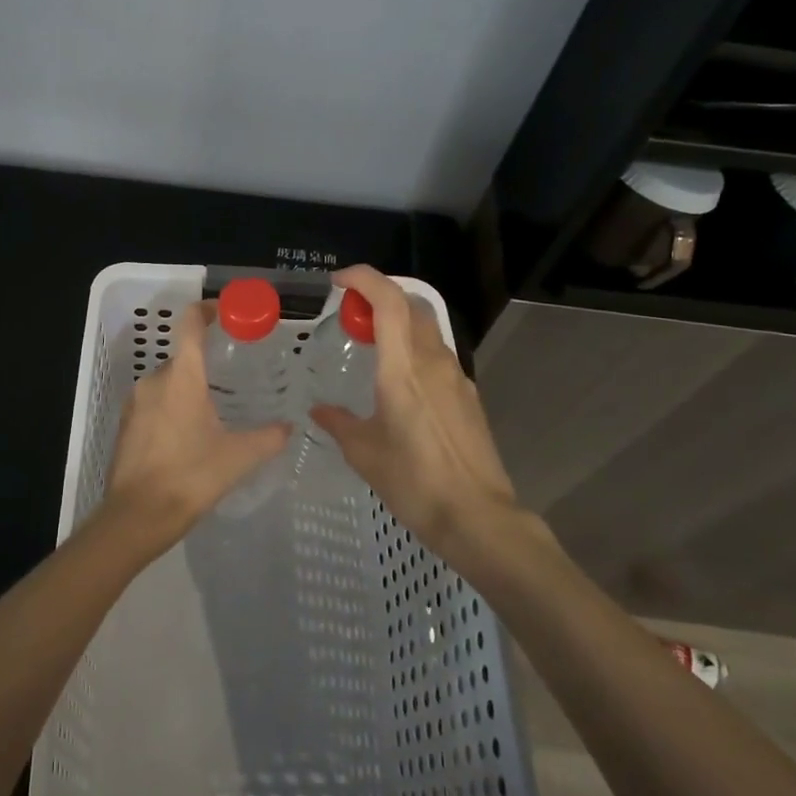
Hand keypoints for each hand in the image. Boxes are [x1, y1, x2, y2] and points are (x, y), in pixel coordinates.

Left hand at [99, 302, 289, 551]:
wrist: (136, 516)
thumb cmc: (191, 477)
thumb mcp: (238, 458)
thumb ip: (268, 437)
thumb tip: (288, 427)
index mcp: (182, 377)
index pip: (190, 325)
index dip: (207, 310)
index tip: (226, 313)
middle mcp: (154, 380)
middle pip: (182, 358)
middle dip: (207, 365)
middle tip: (233, 381)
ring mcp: (135, 402)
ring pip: (168, 383)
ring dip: (189, 391)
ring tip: (215, 414)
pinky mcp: (125, 424)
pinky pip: (153, 404)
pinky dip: (172, 410)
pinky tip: (189, 437)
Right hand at [309, 266, 540, 562]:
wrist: (476, 516)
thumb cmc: (414, 481)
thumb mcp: (364, 452)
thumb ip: (338, 423)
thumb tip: (319, 411)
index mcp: (404, 369)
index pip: (390, 302)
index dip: (365, 279)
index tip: (338, 280)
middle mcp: (434, 362)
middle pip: (412, 305)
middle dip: (379, 295)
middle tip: (349, 312)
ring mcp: (456, 378)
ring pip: (427, 328)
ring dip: (398, 321)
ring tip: (369, 342)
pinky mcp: (468, 396)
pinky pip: (437, 354)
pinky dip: (412, 347)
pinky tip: (397, 380)